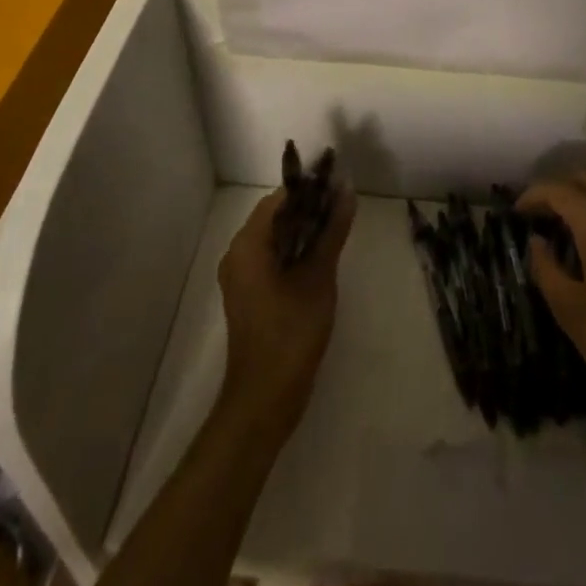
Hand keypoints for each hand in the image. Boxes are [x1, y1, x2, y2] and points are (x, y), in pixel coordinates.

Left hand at [216, 184, 356, 438]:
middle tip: (343, 208)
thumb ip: (332, 230)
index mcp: (247, 244)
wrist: (265, 399)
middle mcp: (237, 254)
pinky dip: (295, 251)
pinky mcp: (250, 295)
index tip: (339, 186)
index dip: (310, 189)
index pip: (279, 199)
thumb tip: (347, 189)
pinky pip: (273, 258)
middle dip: (309, 209)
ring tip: (337, 229)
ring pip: (276, 238)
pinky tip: (321, 257)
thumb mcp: (318, 276)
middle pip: (276, 216)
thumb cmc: (291, 332)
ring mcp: (241, 276)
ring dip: (305, 230)